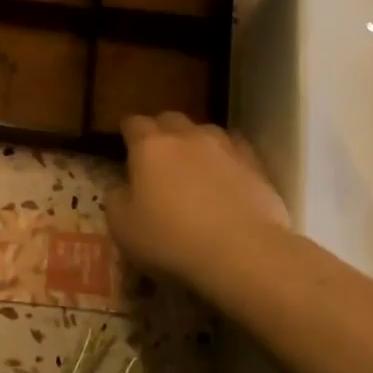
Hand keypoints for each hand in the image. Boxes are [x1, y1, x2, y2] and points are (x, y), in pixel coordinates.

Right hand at [106, 113, 290, 293]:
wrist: (242, 252)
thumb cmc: (171, 240)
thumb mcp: (122, 227)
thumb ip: (116, 199)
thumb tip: (121, 187)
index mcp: (150, 147)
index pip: (133, 123)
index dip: (127, 132)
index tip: (124, 144)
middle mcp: (187, 137)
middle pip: (170, 119)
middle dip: (160, 131)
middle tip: (156, 156)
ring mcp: (225, 147)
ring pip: (204, 131)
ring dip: (194, 142)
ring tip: (193, 165)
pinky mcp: (255, 165)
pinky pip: (235, 149)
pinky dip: (225, 157)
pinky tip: (225, 175)